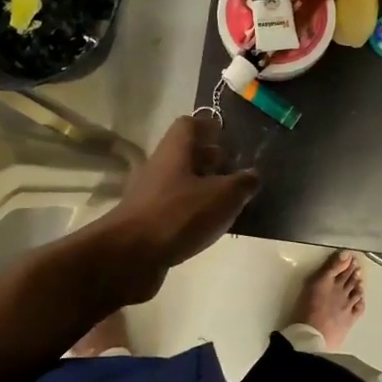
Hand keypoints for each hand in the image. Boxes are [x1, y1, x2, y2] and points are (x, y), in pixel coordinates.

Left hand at [96, 114, 260, 301]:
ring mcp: (149, 196)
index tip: (229, 137)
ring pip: (181, 183)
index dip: (209, 126)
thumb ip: (242, 183)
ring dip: (203, 188)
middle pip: (185, 154)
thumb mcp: (222, 196)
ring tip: (229, 202)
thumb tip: (252, 175)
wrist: (129, 257)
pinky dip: (192, 212)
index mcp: (174, 151)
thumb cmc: (178, 215)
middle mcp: (159, 167)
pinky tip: (209, 227)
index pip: (189, 124)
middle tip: (235, 171)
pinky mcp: (146, 222)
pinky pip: (175, 208)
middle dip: (211, 160)